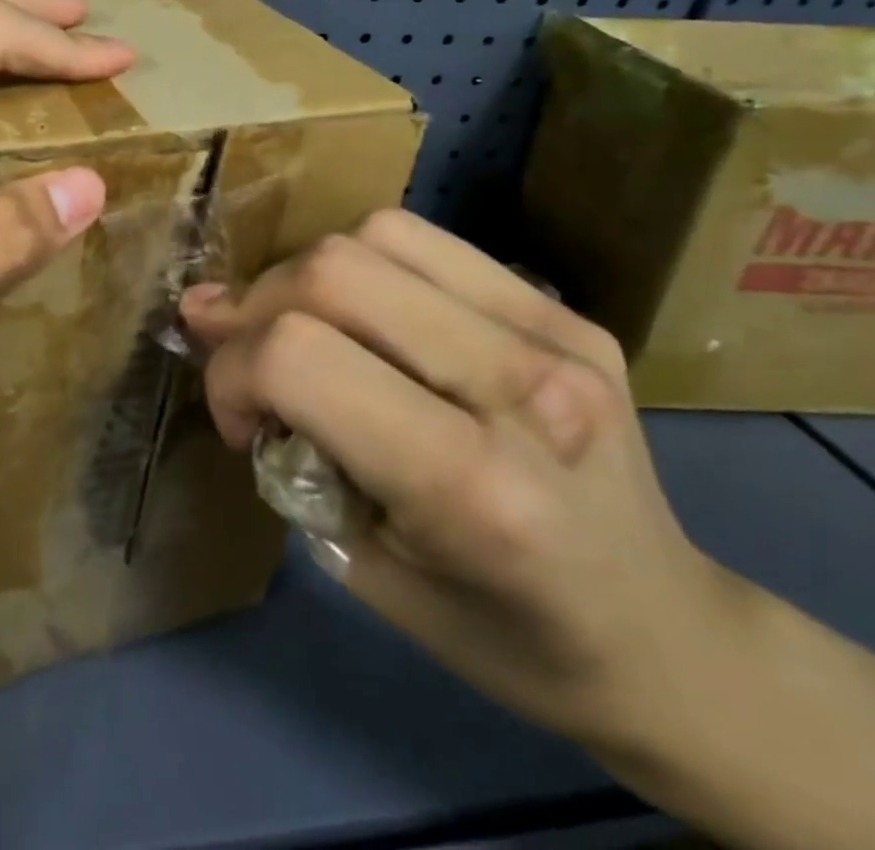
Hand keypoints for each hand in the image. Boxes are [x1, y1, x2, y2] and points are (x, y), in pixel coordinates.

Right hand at [180, 210, 742, 749]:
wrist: (667, 638)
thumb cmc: (501, 633)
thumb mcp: (360, 559)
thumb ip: (282, 438)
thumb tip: (208, 324)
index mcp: (471, 485)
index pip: (298, 359)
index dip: (232, 373)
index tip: (236, 420)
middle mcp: (522, 387)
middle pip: (332, 273)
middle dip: (258, 311)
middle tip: (257, 366)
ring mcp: (553, 332)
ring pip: (374, 236)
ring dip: (309, 278)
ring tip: (310, 332)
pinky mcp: (563, 308)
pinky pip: (425, 241)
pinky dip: (367, 265)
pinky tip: (368, 315)